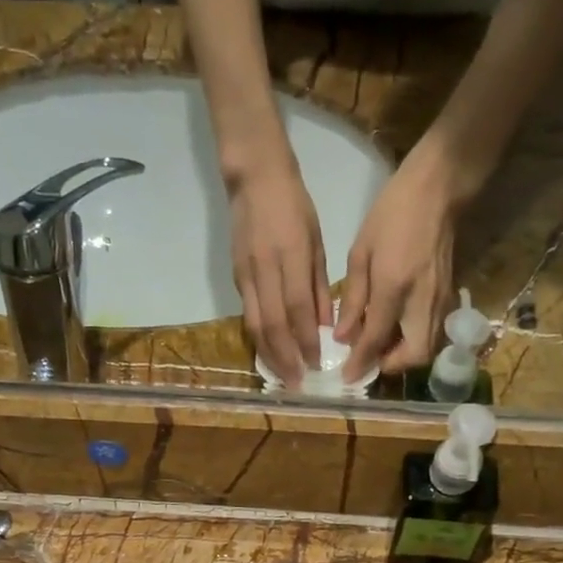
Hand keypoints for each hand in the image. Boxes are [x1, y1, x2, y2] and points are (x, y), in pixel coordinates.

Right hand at [228, 161, 331, 383]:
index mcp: (290, 257)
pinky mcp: (236, 277)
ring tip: (282, 377)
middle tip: (297, 383)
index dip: (306, 341)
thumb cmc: (294, 206)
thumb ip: (319, 286)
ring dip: (269, 356)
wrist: (254, 178)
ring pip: (256, 325)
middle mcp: (265, 270)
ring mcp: (246, 275)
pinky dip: (259, 339)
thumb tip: (326, 326)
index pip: (298, 309)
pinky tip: (269, 354)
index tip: (316, 365)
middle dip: (286, 358)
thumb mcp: (316, 241)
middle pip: (273, 325)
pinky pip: (248, 315)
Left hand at [337, 144, 459, 380]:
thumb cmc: (393, 214)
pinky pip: (433, 333)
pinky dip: (415, 341)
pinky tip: (398, 331)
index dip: (360, 363)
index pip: (375, 339)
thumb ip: (353, 299)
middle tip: (370, 361)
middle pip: (414, 355)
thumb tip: (344, 336)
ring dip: (404, 357)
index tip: (347, 377)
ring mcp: (441, 300)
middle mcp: (421, 301)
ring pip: (428, 348)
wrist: (438, 190)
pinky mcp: (450, 297)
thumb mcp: (361, 252)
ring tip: (381, 347)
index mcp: (394, 287)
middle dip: (391, 366)